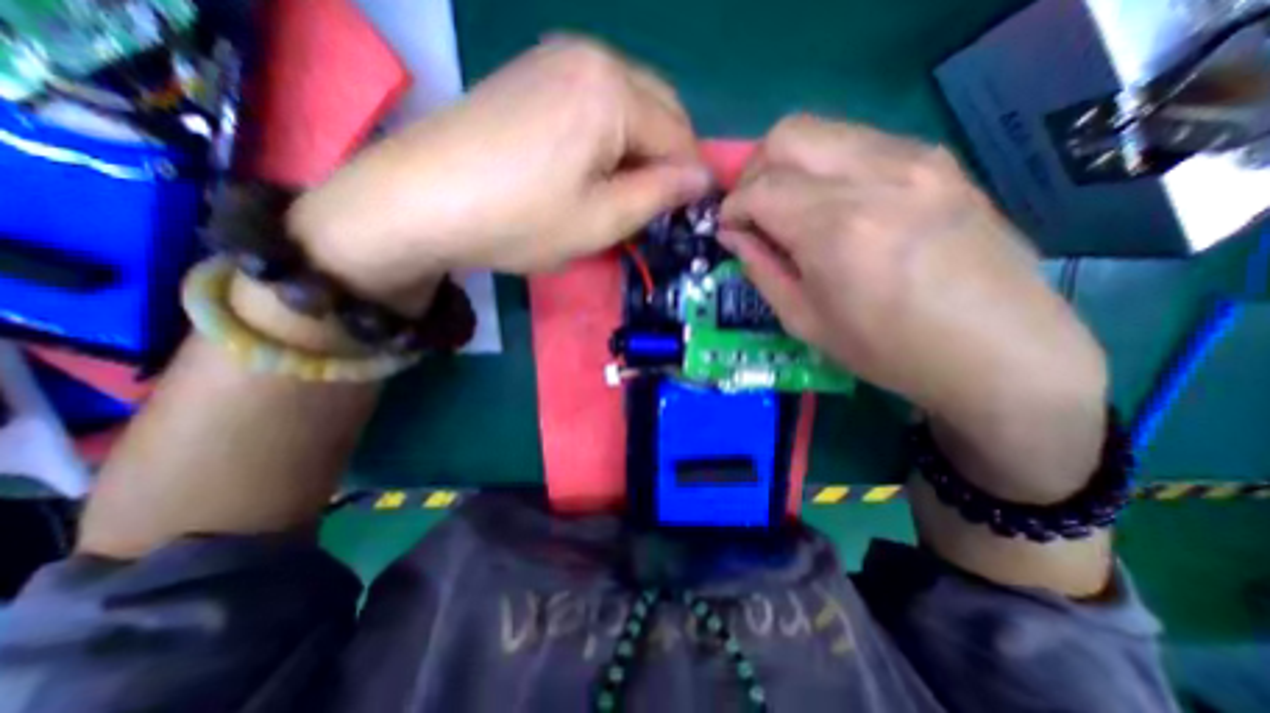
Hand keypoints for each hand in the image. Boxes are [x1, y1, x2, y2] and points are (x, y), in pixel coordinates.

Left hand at [286, 35, 712, 312]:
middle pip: (657, 109)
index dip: (690, 178)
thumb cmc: (521, 219)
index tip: (690, 213)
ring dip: (639, 147)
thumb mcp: (602, 220)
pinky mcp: (531, 75)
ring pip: (627, 104)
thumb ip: (660, 194)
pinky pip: (594, 102)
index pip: (678, 135)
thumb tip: (700, 178)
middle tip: (657, 205)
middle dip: (666, 158)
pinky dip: (609, 136)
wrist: (421, 201)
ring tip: (625, 190)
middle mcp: (589, 55)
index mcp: (613, 89)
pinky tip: (593, 167)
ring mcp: (554, 58)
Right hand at [718, 114, 1107, 497]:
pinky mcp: (939, 160)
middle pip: (787, 136)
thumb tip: (733, 235)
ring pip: (824, 131)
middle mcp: (875, 177)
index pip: (759, 189)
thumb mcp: (805, 321)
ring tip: (789, 207)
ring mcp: (915, 160)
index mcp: (836, 229)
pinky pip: (860, 142)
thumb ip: (762, 269)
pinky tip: (832, 203)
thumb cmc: (888, 350)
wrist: (998, 351)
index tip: (729, 230)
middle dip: (754, 171)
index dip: (732, 208)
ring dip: (789, 164)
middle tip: (753, 210)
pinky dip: (827, 165)